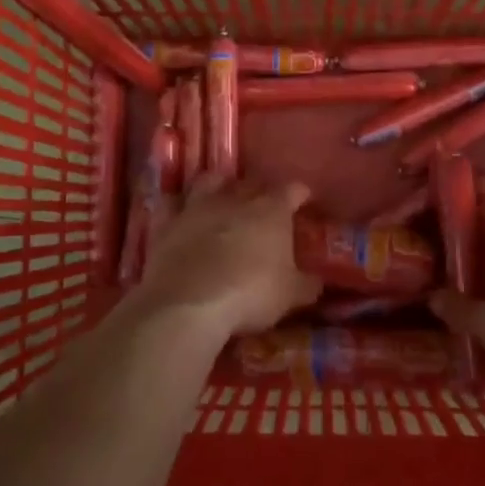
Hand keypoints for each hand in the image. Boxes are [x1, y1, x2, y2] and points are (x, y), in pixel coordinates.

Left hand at [136, 177, 322, 336]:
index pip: (292, 190)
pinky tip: (181, 211)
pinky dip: (178, 205)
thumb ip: (307, 284)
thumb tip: (317, 281)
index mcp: (271, 211)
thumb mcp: (291, 295)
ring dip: (218, 185)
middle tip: (265, 204)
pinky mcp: (167, 223)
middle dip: (260, 189)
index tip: (304, 200)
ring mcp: (197, 207)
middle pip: (251, 182)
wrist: (190, 304)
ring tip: (222, 195)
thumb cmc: (251, 294)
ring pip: (209, 181)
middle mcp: (235, 199)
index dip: (300, 193)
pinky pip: (171, 203)